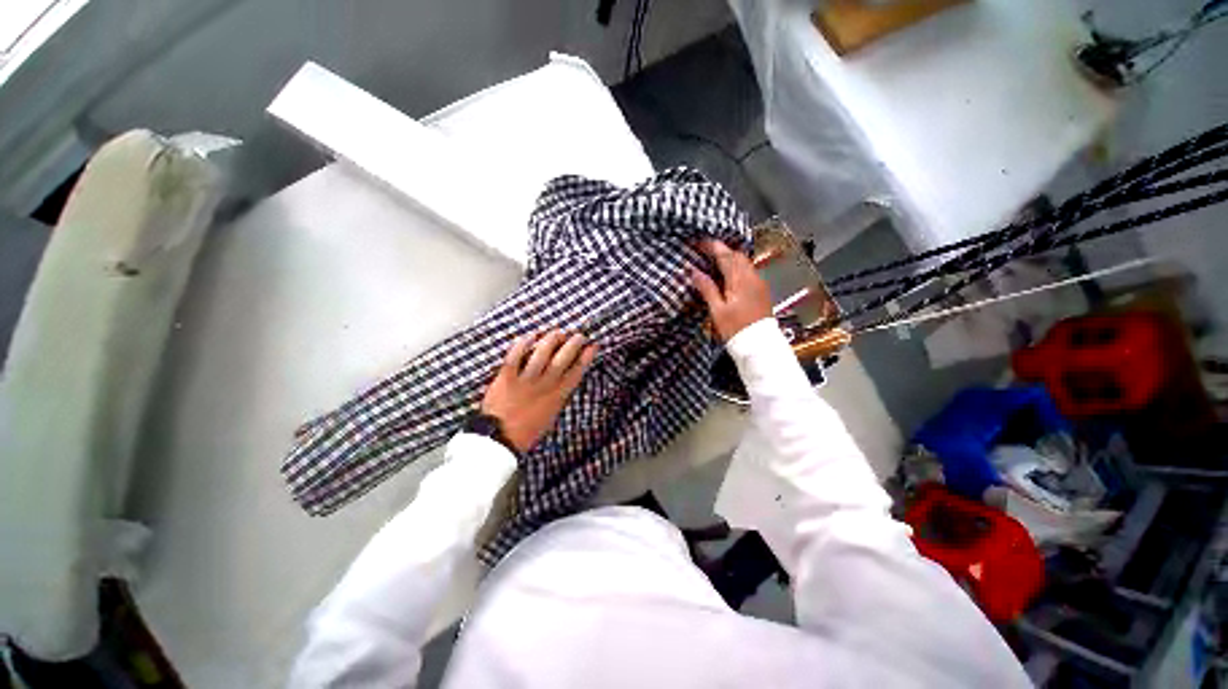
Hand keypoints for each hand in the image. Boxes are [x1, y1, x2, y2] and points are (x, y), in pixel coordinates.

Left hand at [481, 330, 597, 452]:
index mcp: (557, 397)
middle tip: (579, 335)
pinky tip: (530, 335)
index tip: (592, 346)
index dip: (586, 357)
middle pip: (563, 359)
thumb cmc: (525, 432)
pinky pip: (515, 355)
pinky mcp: (506, 377)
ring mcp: (525, 380)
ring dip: (552, 339)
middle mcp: (544, 385)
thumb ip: (557, 398)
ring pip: (542, 353)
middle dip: (574, 344)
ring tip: (558, 332)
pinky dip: (523, 343)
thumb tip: (564, 382)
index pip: (576, 372)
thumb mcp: (550, 416)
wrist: (500, 440)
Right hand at [689, 239, 771, 340]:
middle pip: (737, 256)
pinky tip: (728, 276)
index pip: (726, 256)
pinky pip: (748, 272)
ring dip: (730, 259)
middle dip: (722, 251)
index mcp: (740, 280)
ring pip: (744, 263)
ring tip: (715, 263)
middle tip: (706, 252)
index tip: (699, 242)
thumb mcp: (717, 310)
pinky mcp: (761, 291)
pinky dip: (737, 268)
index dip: (712, 247)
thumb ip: (707, 288)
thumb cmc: (735, 328)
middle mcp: (752, 277)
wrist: (759, 346)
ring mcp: (759, 284)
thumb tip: (694, 271)